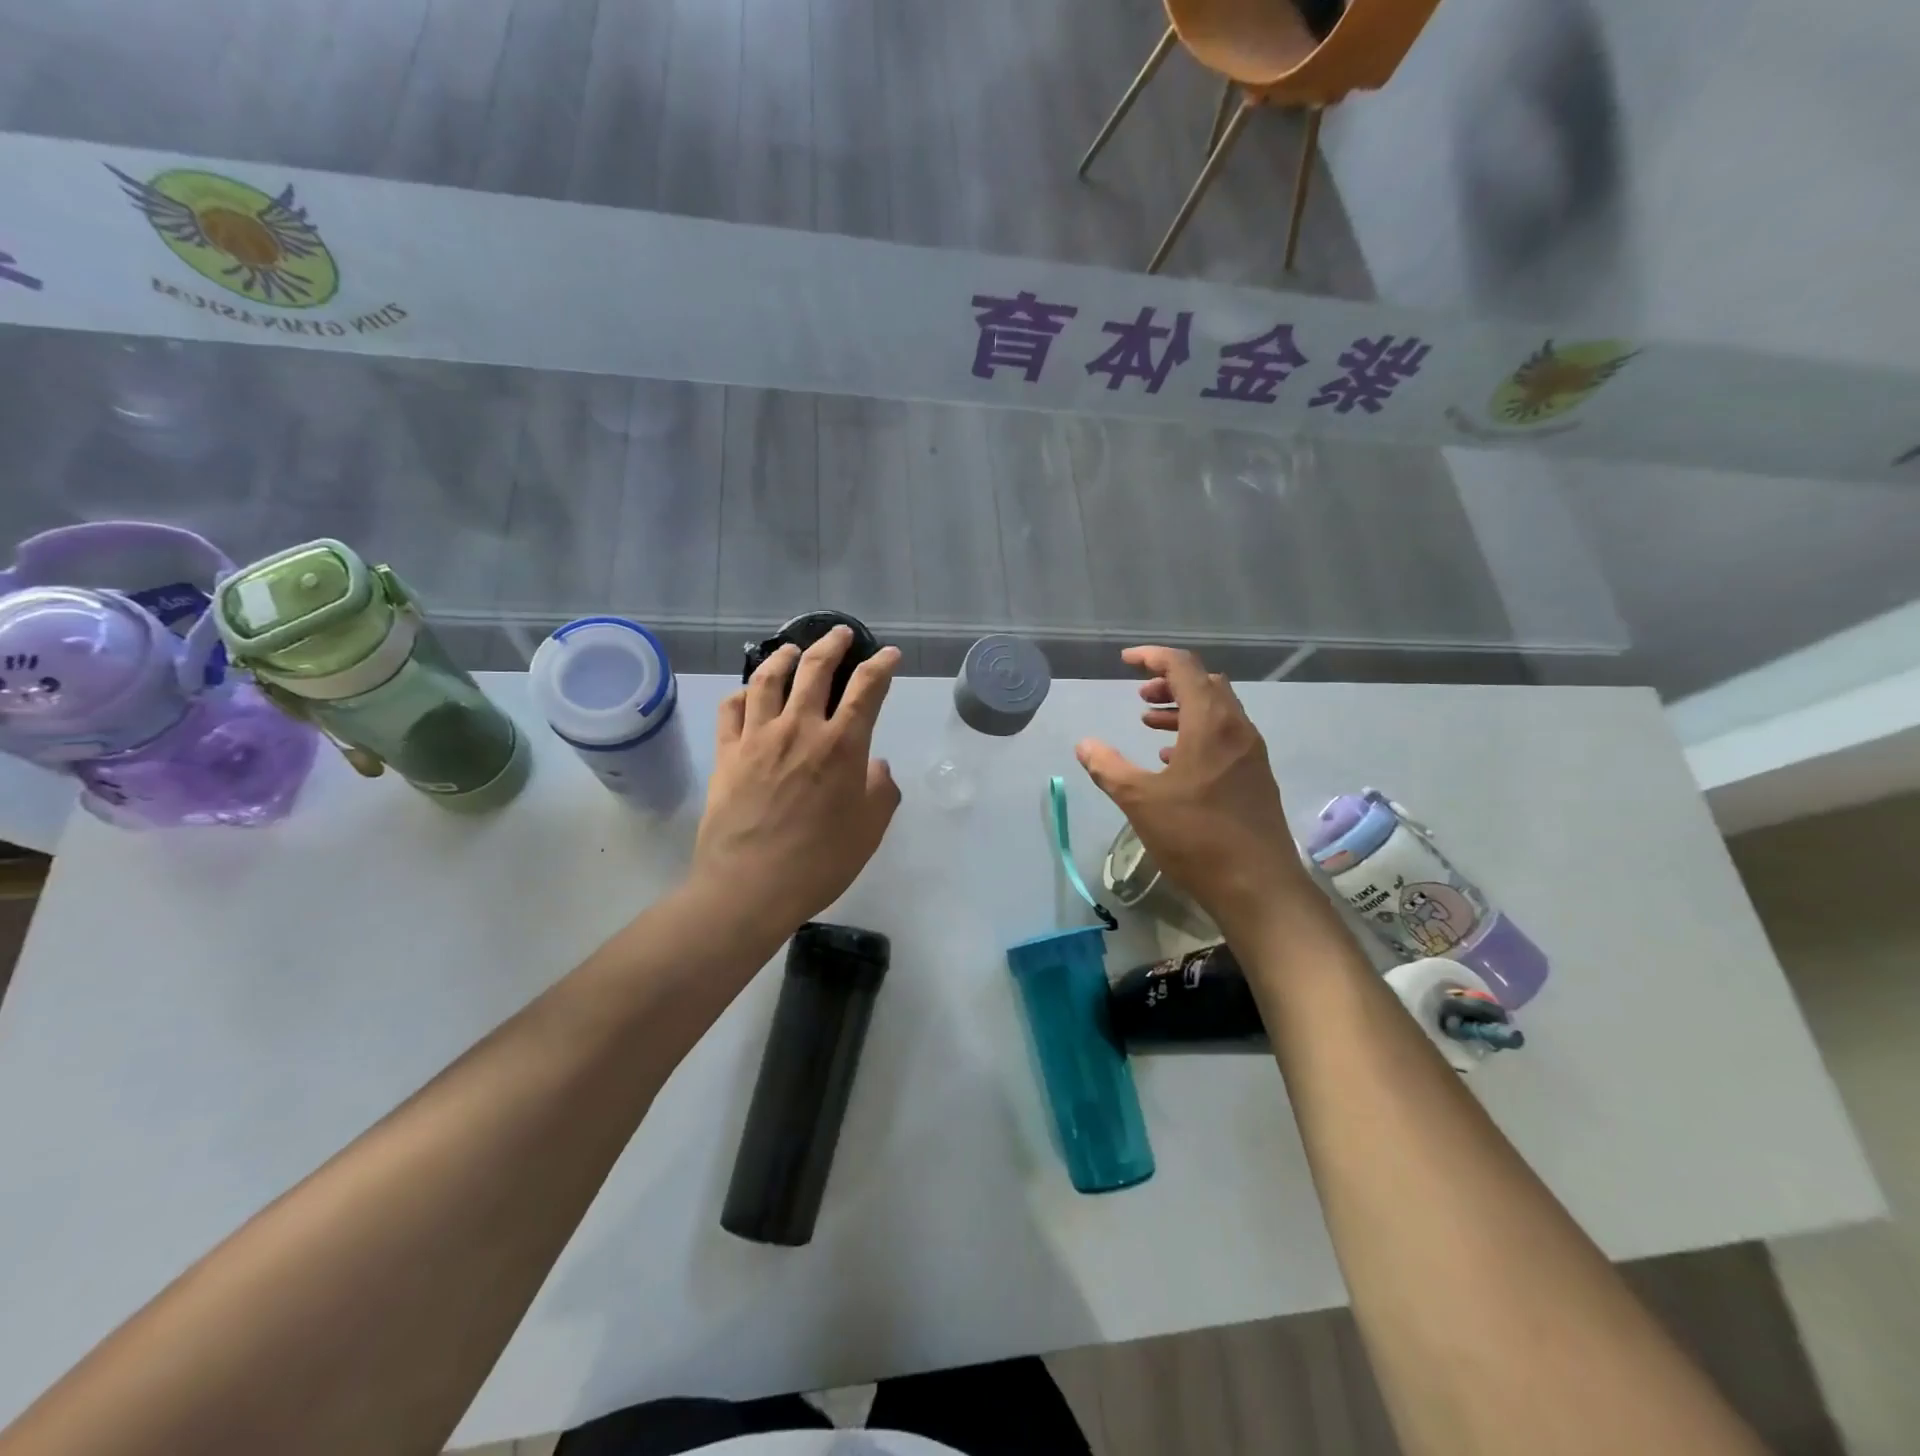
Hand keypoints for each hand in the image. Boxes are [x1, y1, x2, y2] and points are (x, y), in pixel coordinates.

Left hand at [692, 626, 902, 938]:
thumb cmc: (820, 861)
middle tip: (841, 633)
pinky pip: (731, 709)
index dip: (881, 665)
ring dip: (784, 656)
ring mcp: (758, 737)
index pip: (867, 688)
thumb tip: (876, 767)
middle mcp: (800, 728)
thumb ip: (880, 791)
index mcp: (842, 745)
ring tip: (791, 648)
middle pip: (815, 668)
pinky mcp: (727, 753)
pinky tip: (749, 692)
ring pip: (768, 679)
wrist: (750, 887)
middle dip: (833, 644)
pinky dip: (743, 693)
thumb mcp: (870, 830)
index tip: (889, 654)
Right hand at [1076, 646, 1314, 939]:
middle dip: (1170, 683)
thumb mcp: (1140, 801)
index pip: (1184, 668)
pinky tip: (1174, 760)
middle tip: (1140, 696)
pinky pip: (1225, 736)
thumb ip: (1108, 767)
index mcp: (1211, 723)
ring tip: (1149, 722)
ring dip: (1183, 708)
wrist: (1258, 886)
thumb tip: (1085, 744)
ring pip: (1218, 711)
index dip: (1153, 658)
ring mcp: (1251, 753)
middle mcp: (1237, 728)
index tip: (1126, 661)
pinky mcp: (1256, 776)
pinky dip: (1198, 733)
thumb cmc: (1196, 837)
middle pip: (1206, 684)